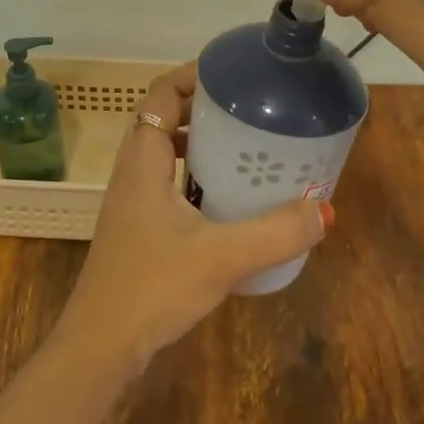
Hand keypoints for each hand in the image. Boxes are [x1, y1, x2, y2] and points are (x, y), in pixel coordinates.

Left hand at [52, 62, 329, 374]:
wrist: (100, 348)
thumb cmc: (152, 287)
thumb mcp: (221, 257)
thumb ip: (275, 233)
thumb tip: (323, 210)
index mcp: (143, 159)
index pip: (162, 93)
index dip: (194, 75)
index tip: (235, 75)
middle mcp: (134, 172)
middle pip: (166, 119)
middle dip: (207, 109)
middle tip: (252, 111)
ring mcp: (134, 202)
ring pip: (168, 155)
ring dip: (203, 145)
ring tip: (248, 150)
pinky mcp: (140, 229)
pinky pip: (171, 185)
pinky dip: (198, 180)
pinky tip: (231, 203)